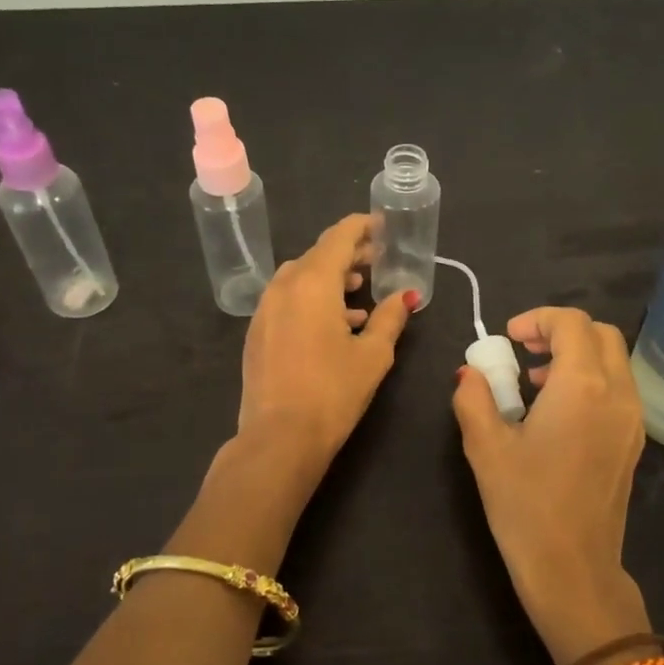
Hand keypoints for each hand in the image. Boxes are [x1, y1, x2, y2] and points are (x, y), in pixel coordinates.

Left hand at [238, 213, 415, 470]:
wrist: (279, 437)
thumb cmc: (333, 392)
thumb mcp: (373, 354)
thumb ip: (390, 317)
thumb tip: (406, 295)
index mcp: (313, 283)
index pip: (338, 237)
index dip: (361, 227)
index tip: (381, 226)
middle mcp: (283, 287)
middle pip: (317, 256)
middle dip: (348, 254)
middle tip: (376, 260)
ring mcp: (265, 310)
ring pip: (300, 279)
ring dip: (329, 279)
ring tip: (358, 296)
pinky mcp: (257, 333)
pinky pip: (287, 301)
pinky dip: (311, 300)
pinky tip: (334, 326)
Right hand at [452, 307, 650, 664]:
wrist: (573, 568)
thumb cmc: (525, 505)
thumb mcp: (485, 447)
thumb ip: (474, 398)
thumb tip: (471, 373)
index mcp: (582, 386)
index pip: (572, 323)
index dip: (537, 318)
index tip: (508, 338)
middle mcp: (617, 393)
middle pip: (600, 334)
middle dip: (561, 331)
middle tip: (524, 351)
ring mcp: (632, 419)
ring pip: (613, 361)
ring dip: (577, 355)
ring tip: (534, 383)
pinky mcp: (633, 442)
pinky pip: (618, 389)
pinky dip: (591, 380)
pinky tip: (557, 413)